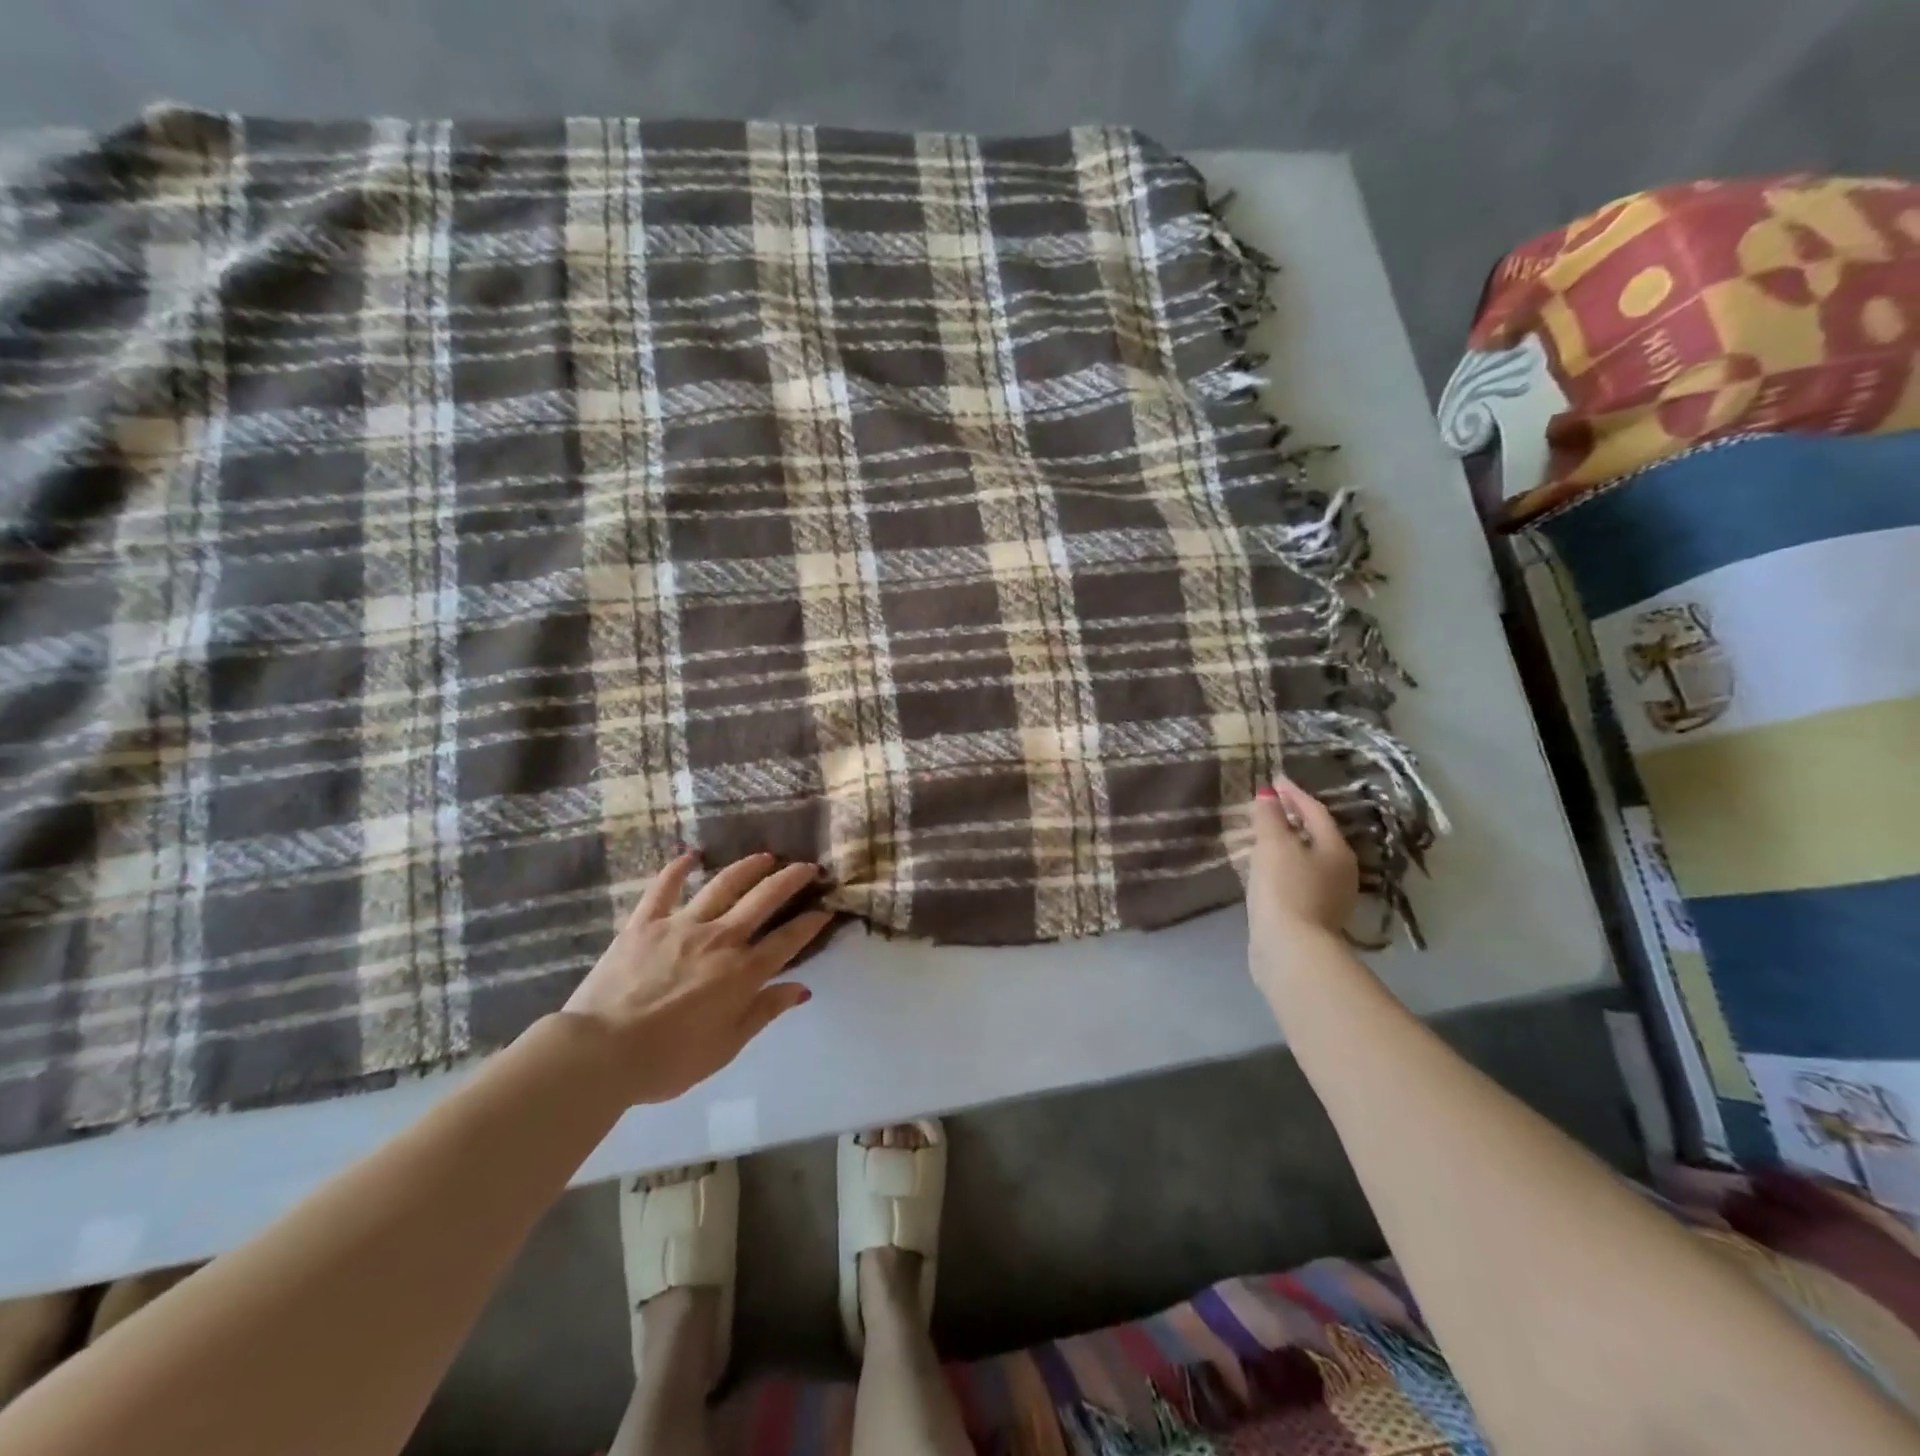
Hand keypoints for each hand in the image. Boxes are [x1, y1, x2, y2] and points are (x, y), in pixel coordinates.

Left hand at [559, 852, 832, 1106]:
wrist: (600, 1053)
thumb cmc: (668, 1060)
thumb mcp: (726, 1047)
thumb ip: (764, 1012)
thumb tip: (801, 989)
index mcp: (742, 973)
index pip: (788, 940)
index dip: (811, 922)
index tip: (826, 908)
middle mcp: (720, 939)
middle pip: (764, 900)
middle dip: (791, 880)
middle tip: (808, 866)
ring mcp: (682, 925)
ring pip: (723, 885)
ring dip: (748, 867)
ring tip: (765, 856)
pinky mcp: (645, 923)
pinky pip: (664, 888)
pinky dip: (678, 869)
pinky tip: (691, 856)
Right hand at [1246, 778, 1357, 992]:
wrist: (1291, 949)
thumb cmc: (1285, 888)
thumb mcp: (1273, 845)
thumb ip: (1270, 817)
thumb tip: (1269, 793)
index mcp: (1336, 849)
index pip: (1315, 811)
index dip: (1293, 793)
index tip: (1274, 780)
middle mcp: (1341, 871)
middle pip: (1316, 835)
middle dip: (1293, 819)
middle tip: (1269, 806)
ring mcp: (1330, 897)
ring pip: (1308, 859)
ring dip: (1288, 845)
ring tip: (1263, 836)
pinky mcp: (1314, 918)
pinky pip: (1298, 880)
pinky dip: (1284, 867)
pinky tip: (1266, 870)